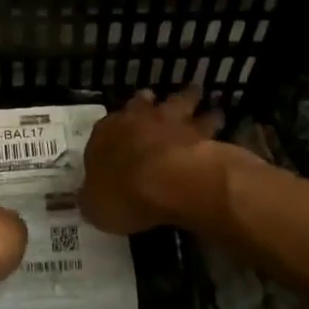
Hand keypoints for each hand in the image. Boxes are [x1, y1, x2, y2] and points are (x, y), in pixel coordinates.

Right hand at [80, 83, 228, 234]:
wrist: (172, 182)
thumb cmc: (125, 194)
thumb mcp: (95, 207)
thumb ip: (93, 198)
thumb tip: (90, 198)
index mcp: (106, 134)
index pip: (105, 126)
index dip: (112, 129)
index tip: (118, 132)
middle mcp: (139, 119)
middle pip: (143, 102)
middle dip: (150, 103)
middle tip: (159, 105)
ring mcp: (174, 121)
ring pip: (182, 101)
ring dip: (189, 102)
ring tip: (193, 106)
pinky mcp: (204, 131)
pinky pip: (210, 121)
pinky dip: (214, 120)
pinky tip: (219, 121)